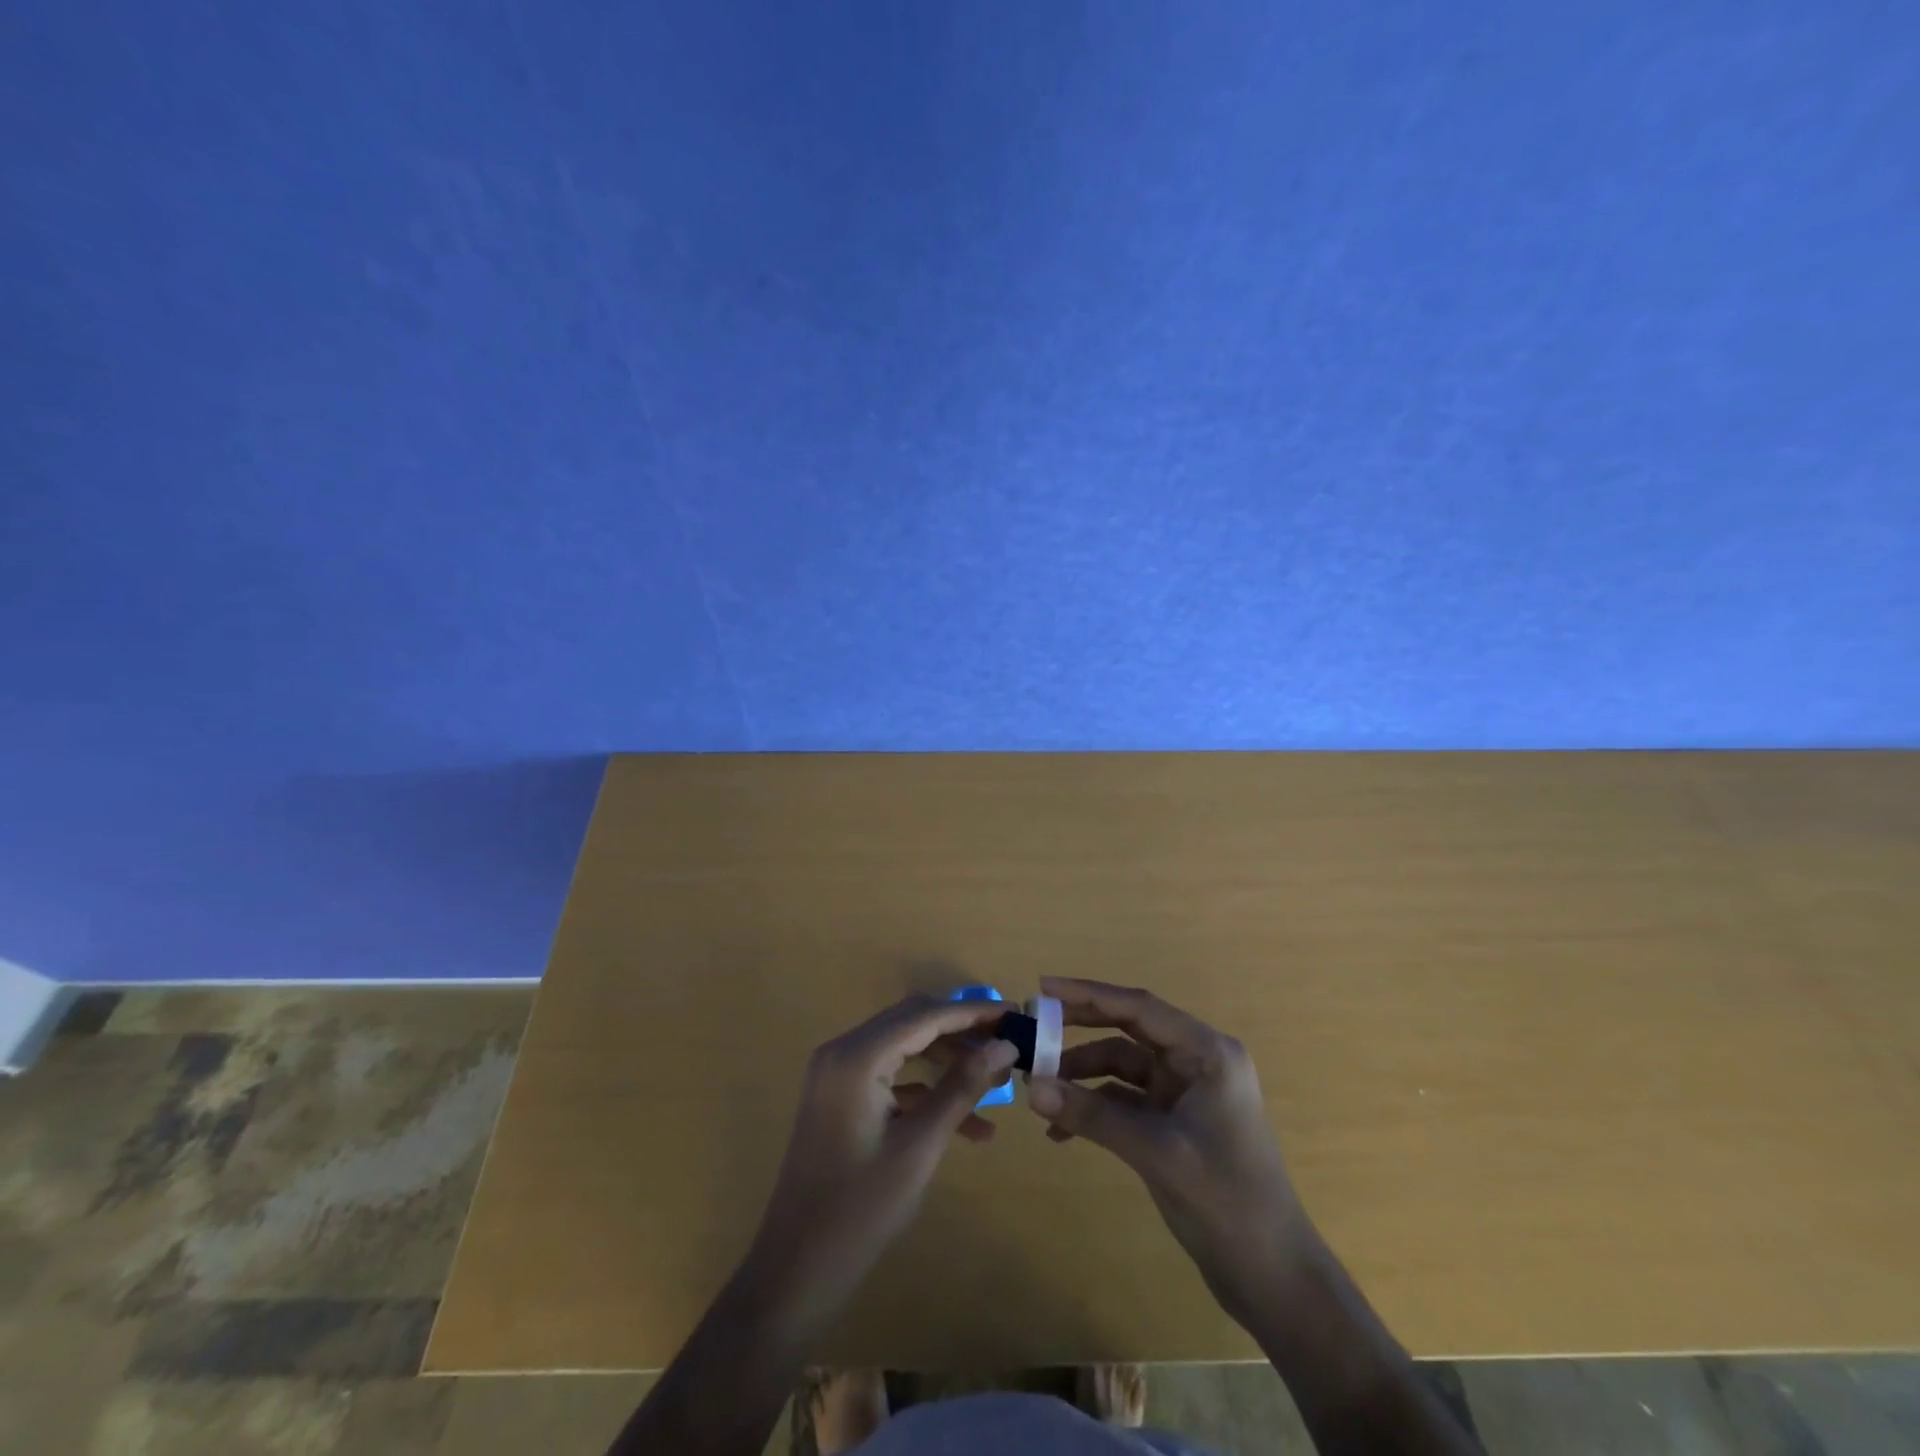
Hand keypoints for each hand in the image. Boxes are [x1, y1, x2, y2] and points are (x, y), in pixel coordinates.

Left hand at [743, 995, 1018, 1325]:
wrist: (795, 1271)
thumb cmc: (860, 1210)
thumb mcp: (920, 1147)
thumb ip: (961, 1088)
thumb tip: (1004, 1045)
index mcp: (857, 1056)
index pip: (925, 1015)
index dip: (973, 1012)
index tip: (1016, 1013)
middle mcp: (844, 1051)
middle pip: (913, 1022)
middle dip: (963, 1031)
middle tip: (1008, 1042)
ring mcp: (839, 1074)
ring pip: (905, 1047)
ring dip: (949, 1060)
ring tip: (998, 1081)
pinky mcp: (841, 1098)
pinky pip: (892, 1078)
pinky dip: (927, 1090)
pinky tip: (971, 1123)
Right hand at [1026, 977, 1320, 1321]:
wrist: (1274, 1278)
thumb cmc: (1226, 1202)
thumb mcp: (1156, 1153)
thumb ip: (1092, 1116)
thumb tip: (1031, 1088)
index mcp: (1207, 1052)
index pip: (1139, 1008)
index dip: (1089, 994)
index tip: (1044, 987)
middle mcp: (1197, 1061)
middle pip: (1128, 1029)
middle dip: (1080, 1029)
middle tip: (1033, 1026)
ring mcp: (1185, 1092)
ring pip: (1122, 1065)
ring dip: (1082, 1075)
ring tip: (1038, 1089)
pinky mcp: (1175, 1122)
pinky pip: (1125, 1100)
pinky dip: (1095, 1108)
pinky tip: (1061, 1131)